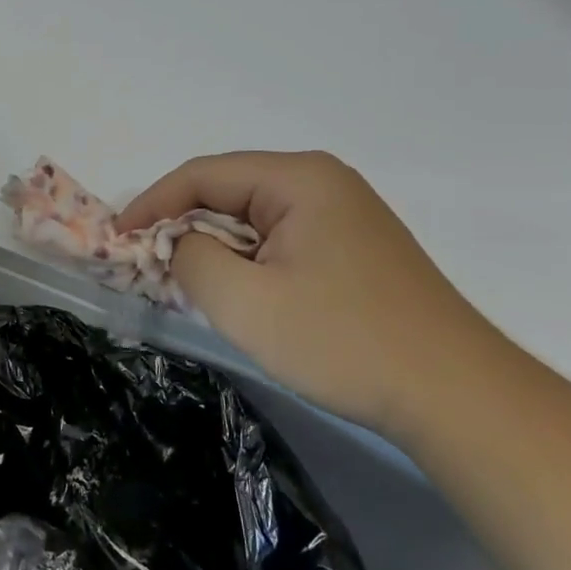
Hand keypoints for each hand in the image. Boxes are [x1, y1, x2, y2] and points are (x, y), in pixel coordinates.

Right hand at [118, 151, 501, 438]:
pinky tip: (237, 294)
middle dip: (182, 227)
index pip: (203, 175)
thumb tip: (180, 243)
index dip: (152, 203)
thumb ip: (192, 259)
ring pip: (253, 220)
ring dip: (215, 248)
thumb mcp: (246, 302)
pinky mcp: (352, 249)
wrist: (454, 395)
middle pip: (229, 192)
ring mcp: (343, 215)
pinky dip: (247, 263)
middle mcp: (322, 183)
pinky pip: (279, 241)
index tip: (116, 239)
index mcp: (299, 178)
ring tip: (184, 285)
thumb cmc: (343, 340)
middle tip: (145, 266)